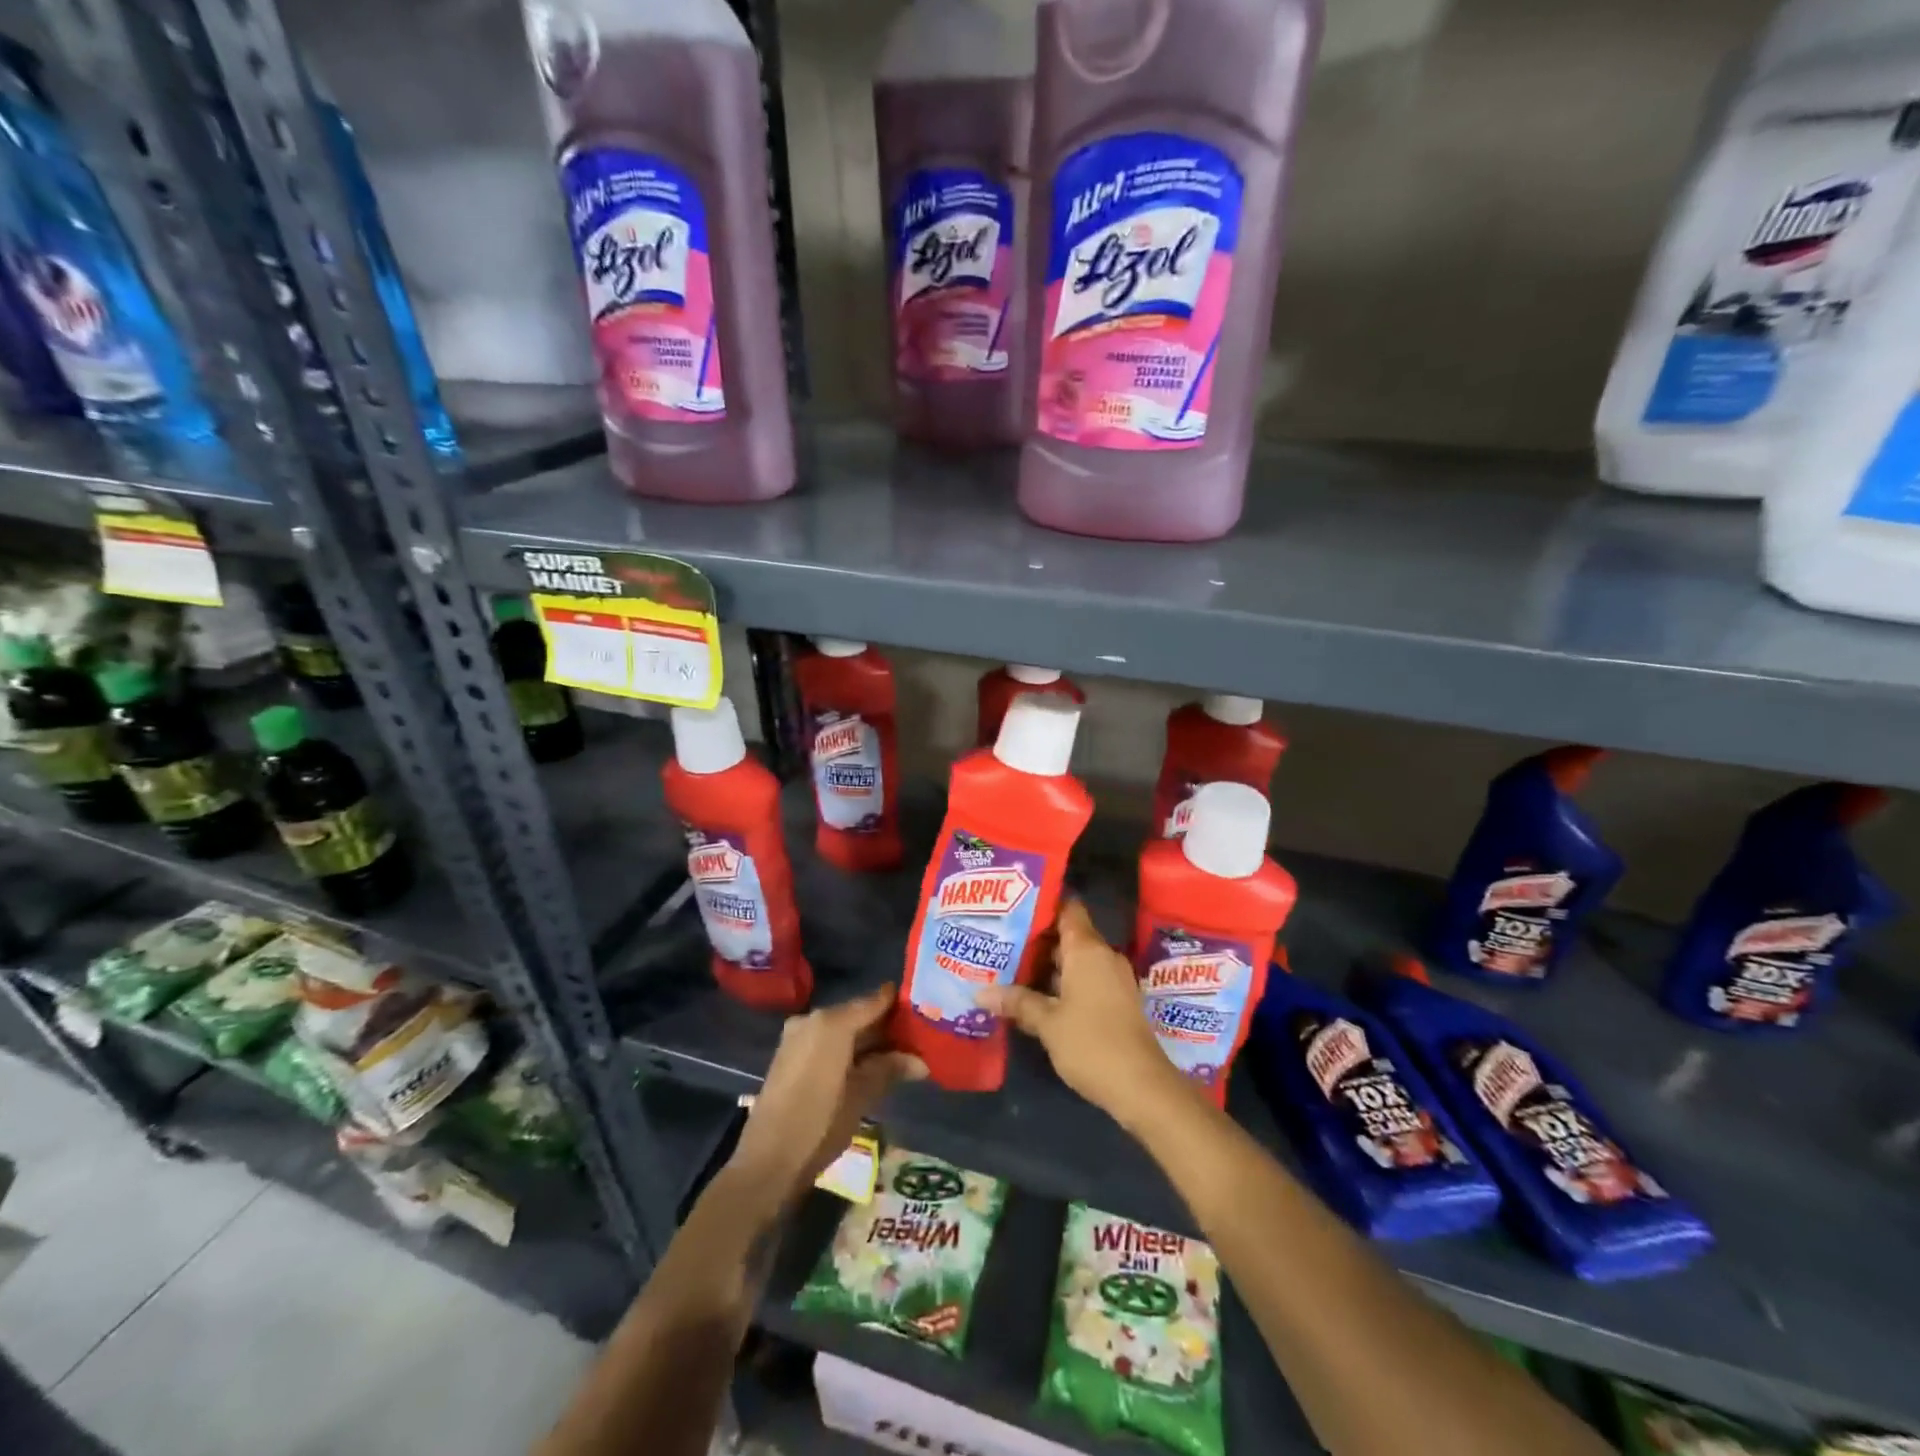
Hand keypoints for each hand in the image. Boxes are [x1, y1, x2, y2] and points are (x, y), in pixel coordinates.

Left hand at [728, 983, 926, 1206]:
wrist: (766, 1163)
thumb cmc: (819, 1125)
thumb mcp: (861, 1096)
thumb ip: (889, 1069)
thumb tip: (921, 1062)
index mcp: (831, 1022)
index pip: (874, 1001)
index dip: (899, 1003)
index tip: (924, 1006)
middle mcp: (813, 1020)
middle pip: (857, 1014)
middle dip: (886, 1026)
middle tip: (918, 1036)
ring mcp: (798, 1037)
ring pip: (842, 1029)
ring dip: (868, 1040)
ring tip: (901, 1053)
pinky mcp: (790, 1056)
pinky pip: (827, 1042)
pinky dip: (848, 1049)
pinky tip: (870, 1064)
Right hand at [979, 900, 1189, 1132]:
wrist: (1142, 1087)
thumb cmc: (1092, 1044)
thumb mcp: (1047, 1023)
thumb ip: (1016, 1002)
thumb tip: (980, 992)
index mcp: (1088, 950)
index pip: (1067, 908)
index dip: (1043, 903)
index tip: (1013, 904)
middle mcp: (1103, 956)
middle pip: (1067, 935)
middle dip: (1035, 938)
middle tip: (999, 938)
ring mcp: (1113, 980)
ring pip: (1075, 960)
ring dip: (1046, 965)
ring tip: (1008, 966)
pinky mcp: (1116, 1001)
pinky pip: (1084, 979)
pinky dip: (1061, 983)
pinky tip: (1033, 995)